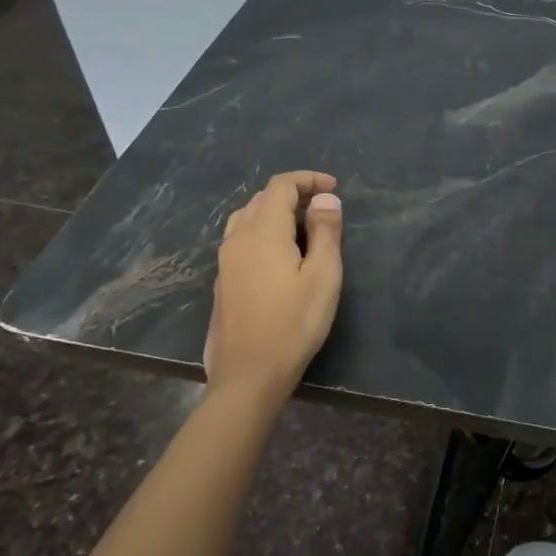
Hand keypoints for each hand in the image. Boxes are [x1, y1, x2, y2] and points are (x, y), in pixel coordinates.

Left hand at [203, 171, 343, 401]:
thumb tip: (325, 198)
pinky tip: (280, 255)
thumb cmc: (294, 324)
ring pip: (246, 217)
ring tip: (302, 228)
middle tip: (324, 209)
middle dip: (293, 194)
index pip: (281, 186)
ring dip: (274, 212)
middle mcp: (238, 239)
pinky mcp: (222, 281)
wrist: (248, 376)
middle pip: (262, 198)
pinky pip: (241, 239)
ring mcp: (225, 261)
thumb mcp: (323, 276)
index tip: (334, 188)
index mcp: (263, 232)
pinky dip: (262, 231)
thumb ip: (325, 231)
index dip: (308, 180)